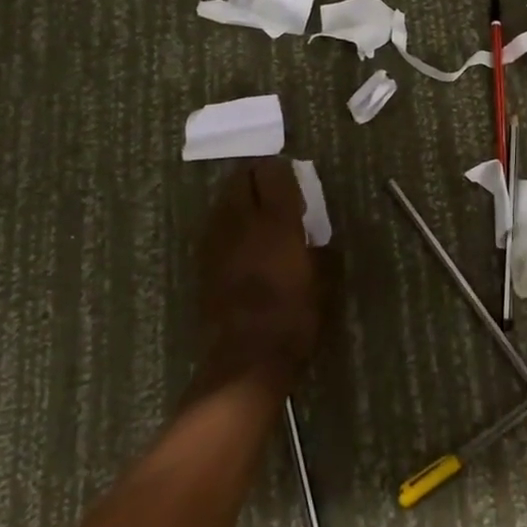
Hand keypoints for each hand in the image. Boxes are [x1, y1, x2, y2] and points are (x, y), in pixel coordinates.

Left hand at [194, 159, 322, 394]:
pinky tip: (241, 240)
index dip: (282, 170)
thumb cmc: (294, 317)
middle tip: (272, 188)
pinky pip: (216, 227)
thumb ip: (320, 250)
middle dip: (255, 177)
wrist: (247, 356)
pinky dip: (229, 224)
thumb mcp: (323, 282)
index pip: (273, 174)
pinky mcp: (203, 260)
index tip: (293, 177)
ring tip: (256, 213)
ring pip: (224, 201)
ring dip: (239, 199)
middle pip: (240, 180)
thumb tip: (316, 238)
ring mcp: (217, 240)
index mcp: (277, 222)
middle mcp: (242, 222)